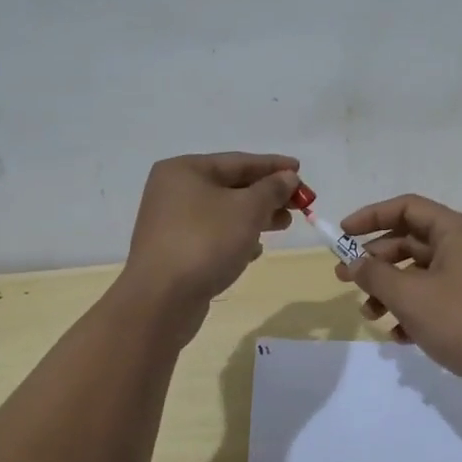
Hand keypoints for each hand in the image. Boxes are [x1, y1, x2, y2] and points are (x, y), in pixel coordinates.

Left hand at [124, 153, 300, 312]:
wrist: (161, 300)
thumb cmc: (206, 242)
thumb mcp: (248, 209)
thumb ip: (272, 189)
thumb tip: (288, 177)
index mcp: (185, 170)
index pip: (239, 161)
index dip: (273, 165)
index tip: (300, 169)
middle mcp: (174, 191)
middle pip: (231, 186)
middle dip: (267, 195)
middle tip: (298, 204)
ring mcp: (171, 222)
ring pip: (224, 212)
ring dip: (256, 217)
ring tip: (283, 226)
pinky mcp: (175, 250)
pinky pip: (213, 235)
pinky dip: (236, 238)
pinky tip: (255, 251)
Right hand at [335, 195, 461, 386]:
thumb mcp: (410, 296)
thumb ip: (375, 274)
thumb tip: (352, 263)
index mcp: (455, 230)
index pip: (407, 208)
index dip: (371, 216)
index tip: (342, 234)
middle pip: (409, 240)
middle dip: (375, 261)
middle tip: (343, 279)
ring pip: (417, 272)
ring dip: (389, 290)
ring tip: (369, 315)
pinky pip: (432, 296)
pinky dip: (411, 310)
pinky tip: (398, 336)